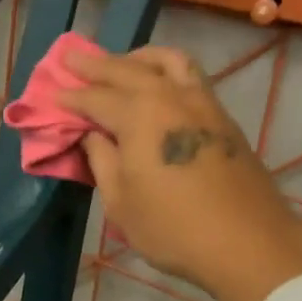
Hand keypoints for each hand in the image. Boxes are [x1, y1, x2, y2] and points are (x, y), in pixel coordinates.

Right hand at [62, 46, 301, 300]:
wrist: (249, 244)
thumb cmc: (174, 229)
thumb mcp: (121, 202)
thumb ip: (102, 161)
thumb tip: (93, 135)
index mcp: (140, 116)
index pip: (96, 98)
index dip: (71, 97)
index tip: (52, 94)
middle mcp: (171, 97)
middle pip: (128, 69)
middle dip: (96, 64)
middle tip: (71, 56)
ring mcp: (203, 103)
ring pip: (168, 61)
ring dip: (138, 57)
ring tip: (121, 63)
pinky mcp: (223, 118)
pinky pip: (190, 76)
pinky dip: (166, 70)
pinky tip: (158, 85)